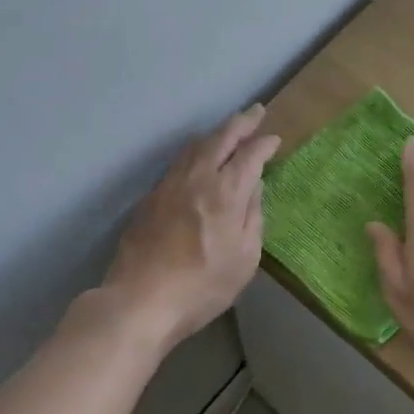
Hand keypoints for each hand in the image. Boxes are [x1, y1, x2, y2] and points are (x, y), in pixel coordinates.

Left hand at [106, 105, 281, 346]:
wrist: (139, 301)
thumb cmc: (202, 286)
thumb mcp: (245, 259)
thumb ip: (253, 217)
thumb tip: (254, 187)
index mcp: (226, 191)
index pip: (250, 154)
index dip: (265, 143)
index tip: (274, 139)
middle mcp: (198, 177)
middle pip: (222, 137)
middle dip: (242, 122)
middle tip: (256, 112)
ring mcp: (170, 184)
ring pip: (196, 145)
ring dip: (216, 133)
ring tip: (228, 131)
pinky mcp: (151, 197)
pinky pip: (179, 162)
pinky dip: (196, 151)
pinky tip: (198, 159)